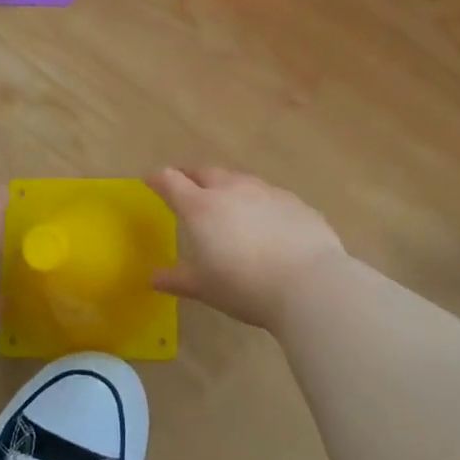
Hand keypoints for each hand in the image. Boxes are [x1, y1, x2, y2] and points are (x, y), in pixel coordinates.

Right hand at [144, 167, 346, 330]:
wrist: (309, 283)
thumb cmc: (244, 286)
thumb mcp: (204, 287)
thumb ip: (177, 279)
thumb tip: (153, 278)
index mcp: (201, 207)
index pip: (171, 181)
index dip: (158, 178)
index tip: (151, 180)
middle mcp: (232, 189)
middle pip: (205, 172)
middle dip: (192, 176)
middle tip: (186, 185)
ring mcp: (266, 191)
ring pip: (239, 180)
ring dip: (226, 186)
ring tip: (225, 201)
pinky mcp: (294, 202)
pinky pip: (268, 194)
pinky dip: (257, 201)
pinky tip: (263, 219)